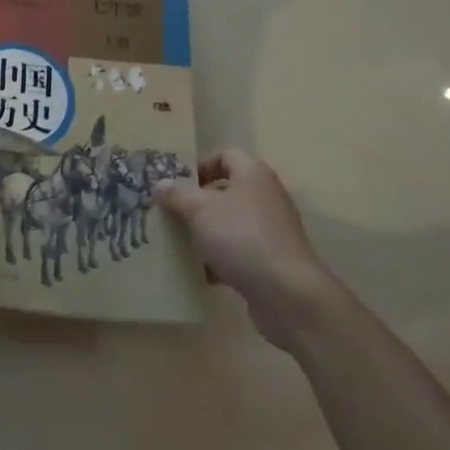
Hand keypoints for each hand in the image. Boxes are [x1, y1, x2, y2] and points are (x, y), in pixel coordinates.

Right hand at [156, 150, 333, 350]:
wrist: (288, 293)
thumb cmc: (242, 237)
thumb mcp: (200, 210)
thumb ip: (178, 194)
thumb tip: (161, 184)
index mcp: (253, 174)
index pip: (225, 155)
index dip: (200, 165)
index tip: (177, 184)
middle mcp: (266, 196)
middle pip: (227, 190)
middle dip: (198, 202)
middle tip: (172, 214)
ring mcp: (272, 230)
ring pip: (232, 223)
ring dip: (207, 232)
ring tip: (180, 243)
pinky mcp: (273, 260)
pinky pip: (240, 251)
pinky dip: (221, 259)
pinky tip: (201, 273)